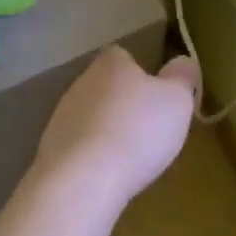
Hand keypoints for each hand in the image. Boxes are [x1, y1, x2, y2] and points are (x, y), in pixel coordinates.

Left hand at [30, 46, 199, 210]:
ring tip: (130, 157)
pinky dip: (93, 155)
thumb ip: (183, 76)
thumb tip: (183, 62)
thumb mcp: (177, 100)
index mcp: (111, 63)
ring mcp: (62, 115)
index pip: (124, 56)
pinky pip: (79, 145)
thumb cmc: (137, 131)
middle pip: (107, 86)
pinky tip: (108, 174)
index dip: (143, 74)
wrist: (83, 179)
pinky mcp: (51, 147)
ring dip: (107, 131)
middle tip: (149, 129)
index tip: (158, 96)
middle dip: (125, 104)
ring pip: (91, 116)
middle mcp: (81, 82)